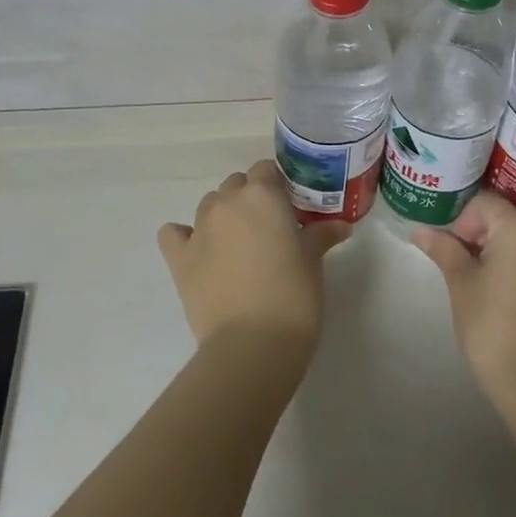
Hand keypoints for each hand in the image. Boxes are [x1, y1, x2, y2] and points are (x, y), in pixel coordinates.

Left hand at [157, 161, 349, 365]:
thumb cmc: (293, 297)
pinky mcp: (179, 258)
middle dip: (250, 199)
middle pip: (236, 184)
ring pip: (210, 204)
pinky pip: (174, 233)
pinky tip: (197, 250)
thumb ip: (321, 235)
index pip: (266, 170)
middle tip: (268, 229)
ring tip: (239, 245)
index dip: (277, 185)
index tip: (289, 207)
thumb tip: (341, 225)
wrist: (252, 346)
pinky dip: (183, 236)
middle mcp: (227, 202)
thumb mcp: (313, 262)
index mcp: (262, 195)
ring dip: (224, 215)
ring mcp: (199, 228)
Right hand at [413, 192, 515, 401]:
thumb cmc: (491, 326)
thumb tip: (419, 230)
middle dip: (487, 239)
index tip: (457, 253)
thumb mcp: (460, 283)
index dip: (464, 223)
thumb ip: (443, 249)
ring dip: (511, 258)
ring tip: (495, 292)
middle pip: (511, 222)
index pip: (485, 203)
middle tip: (470, 273)